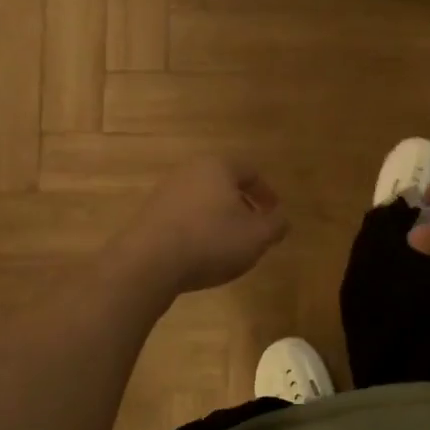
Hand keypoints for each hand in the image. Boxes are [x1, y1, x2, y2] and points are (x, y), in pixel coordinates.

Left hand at [107, 156, 288, 297]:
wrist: (149, 263)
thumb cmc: (211, 241)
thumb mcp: (257, 236)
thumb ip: (276, 224)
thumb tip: (281, 218)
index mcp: (218, 166)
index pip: (250, 172)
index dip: (267, 193)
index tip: (274, 214)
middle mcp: (190, 171)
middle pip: (224, 183)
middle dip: (242, 205)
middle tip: (253, 228)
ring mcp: (165, 191)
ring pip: (203, 200)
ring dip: (219, 218)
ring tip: (228, 245)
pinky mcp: (149, 214)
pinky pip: (183, 217)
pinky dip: (198, 229)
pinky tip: (201, 253)